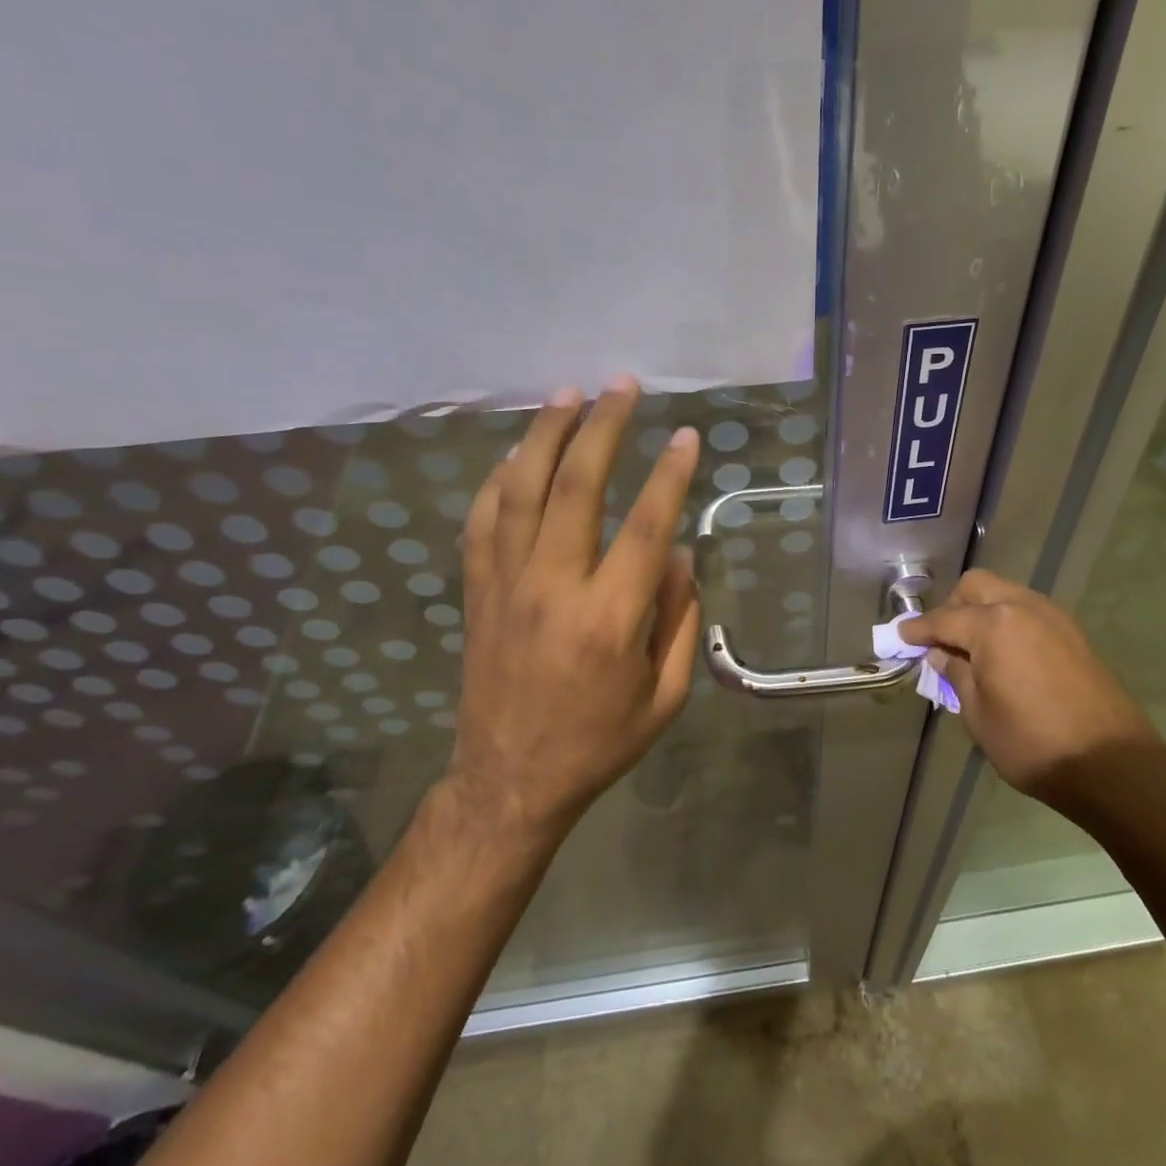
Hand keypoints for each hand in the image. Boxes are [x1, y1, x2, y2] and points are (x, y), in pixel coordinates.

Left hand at [451, 378, 702, 841]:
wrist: (510, 779)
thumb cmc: (599, 741)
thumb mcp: (665, 696)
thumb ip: (679, 620)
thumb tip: (678, 554)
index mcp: (609, 618)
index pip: (645, 526)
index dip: (669, 475)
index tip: (687, 436)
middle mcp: (554, 588)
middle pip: (576, 487)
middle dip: (603, 428)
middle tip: (621, 386)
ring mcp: (507, 585)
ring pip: (521, 491)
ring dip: (545, 435)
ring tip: (567, 394)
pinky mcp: (478, 590)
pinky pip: (483, 521)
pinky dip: (498, 480)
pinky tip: (514, 453)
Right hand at [896, 570, 1164, 805]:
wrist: (1113, 765)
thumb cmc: (1033, 744)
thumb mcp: (978, 715)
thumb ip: (956, 675)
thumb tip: (943, 654)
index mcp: (993, 625)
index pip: (943, 619)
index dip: (918, 630)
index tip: (900, 637)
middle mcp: (1022, 607)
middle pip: (976, 587)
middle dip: (952, 606)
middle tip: (942, 640)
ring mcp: (1053, 617)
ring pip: (1006, 594)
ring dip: (982, 611)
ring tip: (973, 650)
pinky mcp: (1074, 633)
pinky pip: (1029, 612)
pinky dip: (1009, 622)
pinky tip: (1006, 655)